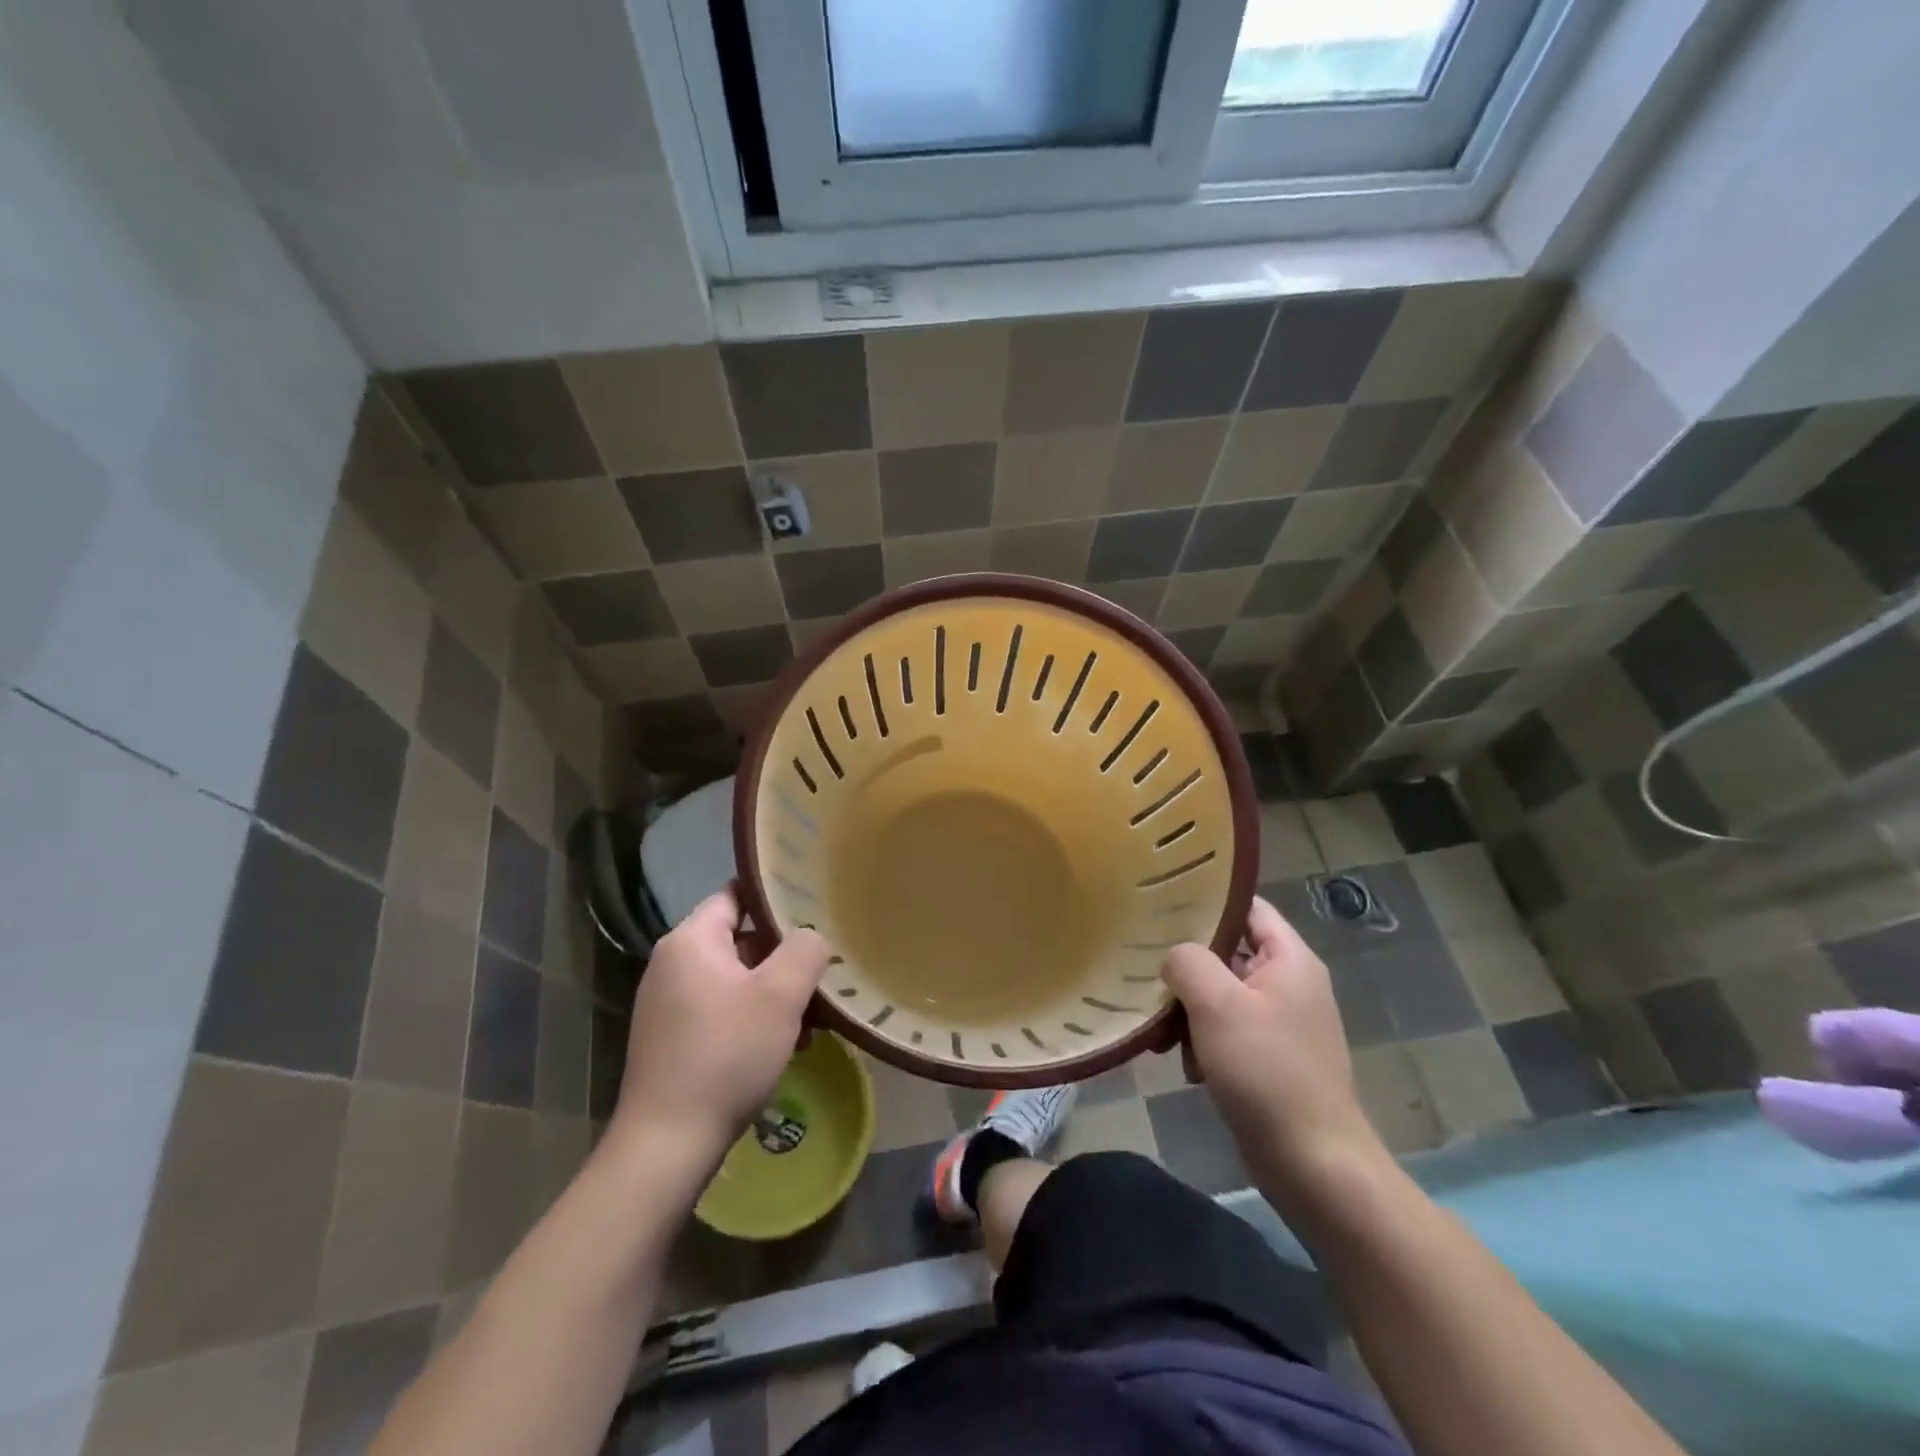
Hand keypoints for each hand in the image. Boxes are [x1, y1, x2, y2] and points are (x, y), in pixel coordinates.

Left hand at [615, 886, 830, 1155]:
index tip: (814, 907)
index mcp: (690, 941)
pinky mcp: (672, 1037)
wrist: (667, 1145)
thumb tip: (811, 936)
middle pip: (739, 939)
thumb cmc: (726, 1055)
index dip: (775, 897)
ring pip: (736, 978)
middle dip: (783, 956)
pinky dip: (753, 1017)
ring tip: (811, 1019)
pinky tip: (783, 1046)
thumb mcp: (780, 996)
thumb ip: (805, 950)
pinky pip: (722, 1009)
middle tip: (821, 973)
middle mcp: (672, 964)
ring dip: (774, 993)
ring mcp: (668, 1003)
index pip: (736, 894)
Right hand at [1163, 897, 1383, 1197]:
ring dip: (1189, 1008)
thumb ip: (1188, 962)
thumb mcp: (1217, 1005)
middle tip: (1146, 968)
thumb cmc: (1266, 1071)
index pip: (1246, 906)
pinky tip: (1184, 1063)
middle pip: (1228, 951)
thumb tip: (1174, 957)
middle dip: (1187, 964)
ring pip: (1221, 993)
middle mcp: (1289, 983)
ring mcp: (1281, 1022)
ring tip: (1162, 1030)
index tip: (1161, 904)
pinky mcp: (1270, 1057)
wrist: (1312, 1163)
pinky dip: (1202, 1039)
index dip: (1206, 900)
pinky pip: (1226, 1030)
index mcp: (1290, 959)